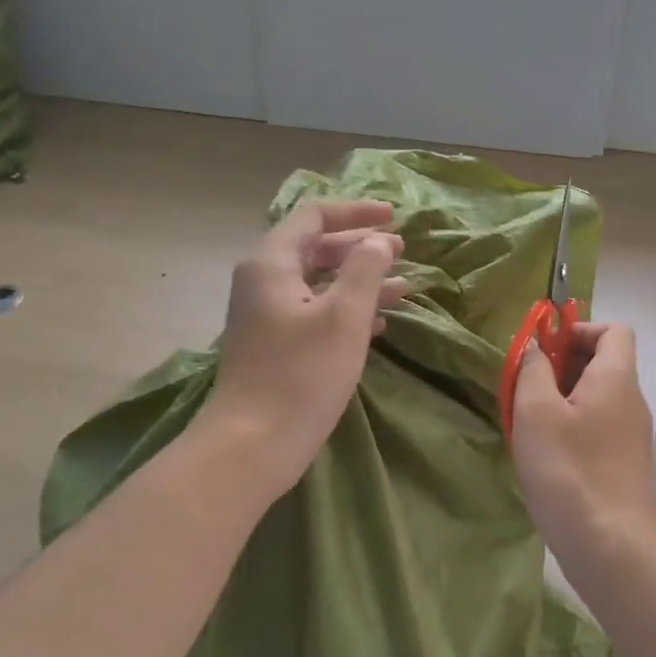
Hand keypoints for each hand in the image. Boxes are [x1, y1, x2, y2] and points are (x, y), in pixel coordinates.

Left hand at [204, 199, 410, 490]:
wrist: (252, 444)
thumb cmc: (301, 374)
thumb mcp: (344, 316)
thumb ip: (365, 269)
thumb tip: (377, 241)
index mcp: (272, 263)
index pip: (313, 216)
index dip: (356, 211)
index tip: (394, 217)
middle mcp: (264, 282)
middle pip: (316, 247)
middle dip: (360, 246)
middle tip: (401, 251)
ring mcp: (267, 316)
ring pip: (319, 282)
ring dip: (360, 280)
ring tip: (403, 285)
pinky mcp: (276, 346)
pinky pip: (316, 312)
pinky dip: (348, 309)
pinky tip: (379, 321)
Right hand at [511, 323, 655, 557]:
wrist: (607, 542)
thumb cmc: (567, 467)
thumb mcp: (535, 410)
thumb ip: (533, 369)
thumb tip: (535, 347)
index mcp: (616, 377)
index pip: (613, 329)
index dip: (579, 329)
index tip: (546, 351)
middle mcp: (632, 399)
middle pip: (603, 362)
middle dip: (563, 365)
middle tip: (528, 387)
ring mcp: (632, 433)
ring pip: (597, 397)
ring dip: (563, 398)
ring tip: (530, 422)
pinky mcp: (625, 462)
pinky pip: (598, 425)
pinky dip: (573, 426)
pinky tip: (547, 452)